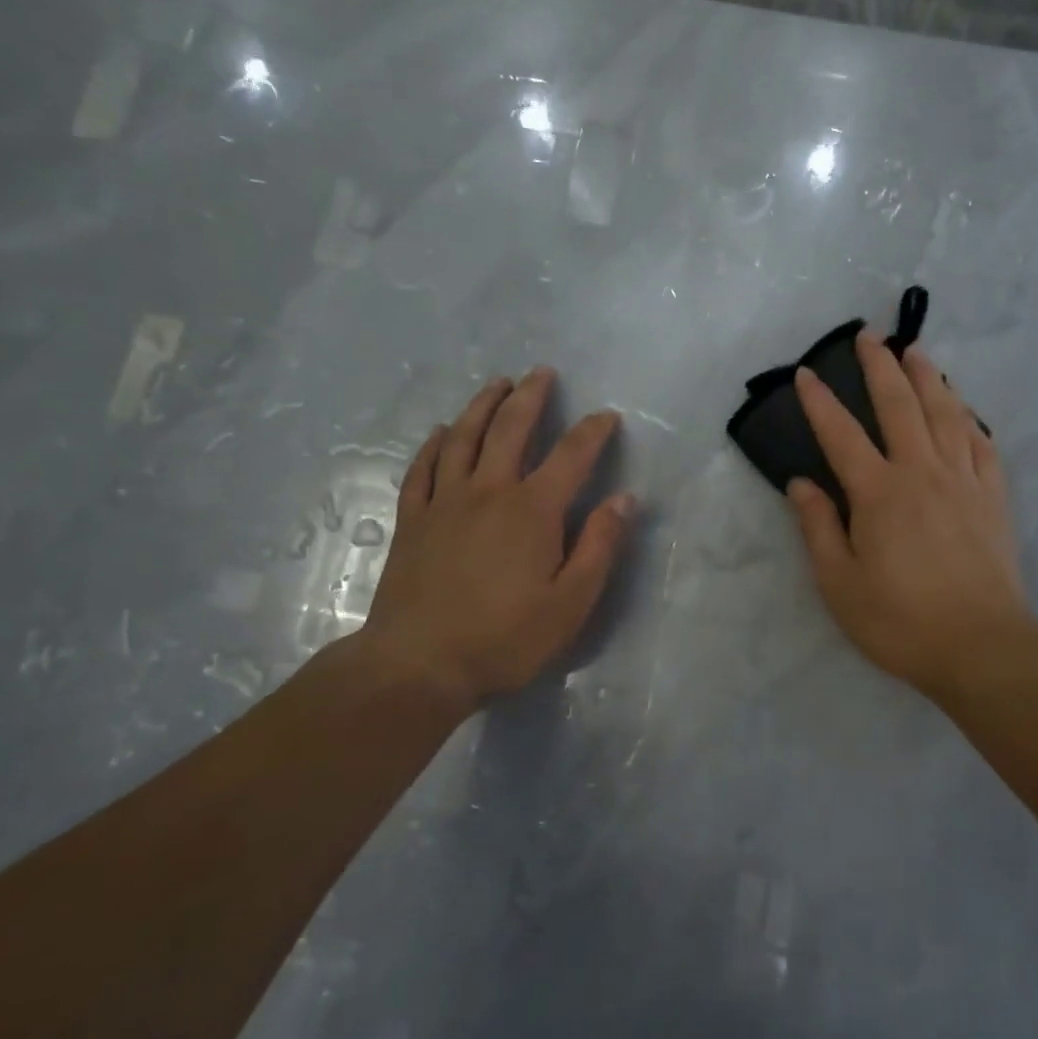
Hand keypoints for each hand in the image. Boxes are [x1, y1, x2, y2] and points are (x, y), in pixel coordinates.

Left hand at [349, 368, 634, 711]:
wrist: (418, 665)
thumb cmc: (504, 639)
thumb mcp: (570, 603)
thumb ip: (599, 546)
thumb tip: (625, 499)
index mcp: (533, 510)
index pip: (571, 456)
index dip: (593, 432)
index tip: (607, 417)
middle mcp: (489, 491)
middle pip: (510, 429)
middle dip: (530, 397)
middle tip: (542, 373)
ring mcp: (444, 502)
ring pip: (464, 438)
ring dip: (483, 406)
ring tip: (497, 384)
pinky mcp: (413, 521)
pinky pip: (422, 470)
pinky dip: (434, 445)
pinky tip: (442, 432)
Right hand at [789, 333, 1030, 699]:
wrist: (981, 647)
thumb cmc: (900, 620)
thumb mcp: (839, 583)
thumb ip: (819, 527)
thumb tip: (801, 484)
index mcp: (878, 493)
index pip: (841, 434)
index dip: (820, 402)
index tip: (805, 373)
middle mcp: (921, 472)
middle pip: (900, 406)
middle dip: (880, 366)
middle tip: (869, 335)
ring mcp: (963, 481)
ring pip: (945, 414)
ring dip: (928, 377)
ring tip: (916, 351)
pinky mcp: (993, 498)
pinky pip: (982, 444)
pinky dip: (969, 419)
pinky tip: (963, 409)